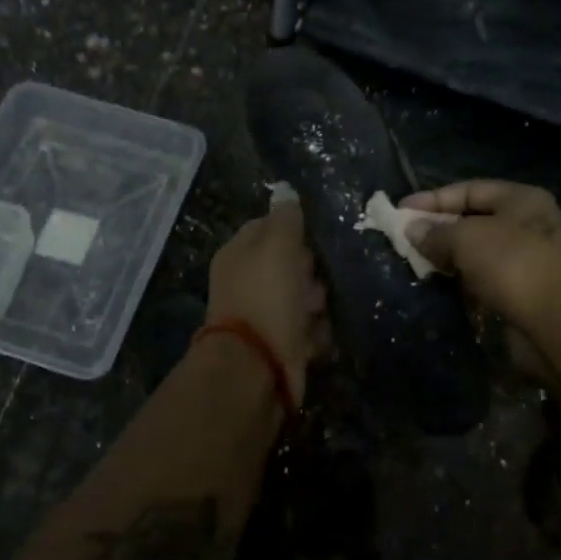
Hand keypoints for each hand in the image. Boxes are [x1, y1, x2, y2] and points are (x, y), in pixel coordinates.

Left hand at [205, 203, 329, 401]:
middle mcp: (247, 281)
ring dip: (317, 301)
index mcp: (238, 253)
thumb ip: (285, 218)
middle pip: (289, 263)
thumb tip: (285, 191)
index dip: (294, 229)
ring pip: (301, 296)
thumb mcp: (278, 246)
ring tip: (321, 307)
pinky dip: (317, 331)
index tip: (316, 236)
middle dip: (310, 268)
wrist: (257, 368)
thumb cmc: (267, 297)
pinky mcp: (280, 344)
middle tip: (319, 275)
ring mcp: (263, 314)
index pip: (269, 227)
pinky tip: (320, 333)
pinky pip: (307, 328)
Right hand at [400, 181, 560, 378]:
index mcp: (523, 199)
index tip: (401, 210)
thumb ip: (435, 232)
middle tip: (407, 238)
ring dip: (451, 255)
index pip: (469, 189)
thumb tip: (412, 230)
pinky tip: (444, 282)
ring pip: (481, 250)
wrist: (556, 325)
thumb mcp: (466, 239)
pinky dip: (466, 278)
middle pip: (475, 219)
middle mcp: (532, 224)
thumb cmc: (512, 266)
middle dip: (440, 227)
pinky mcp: (528, 291)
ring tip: (419, 261)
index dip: (433, 199)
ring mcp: (533, 259)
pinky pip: (488, 276)